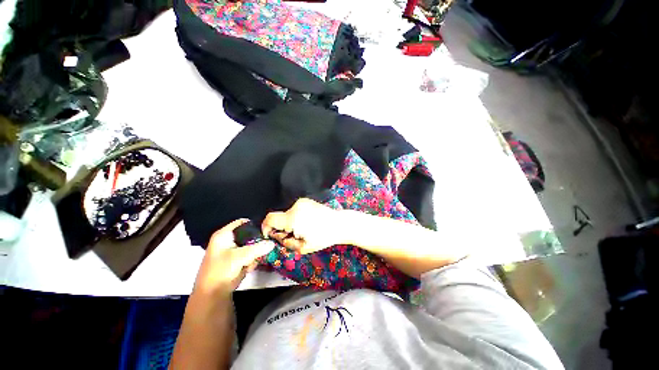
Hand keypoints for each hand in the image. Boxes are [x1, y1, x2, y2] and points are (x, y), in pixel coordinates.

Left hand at [194, 219, 275, 296]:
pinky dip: (251, 261)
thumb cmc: (220, 271)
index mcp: (224, 235)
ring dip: (254, 253)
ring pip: (250, 246)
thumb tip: (273, 243)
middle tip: (265, 246)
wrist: (211, 296)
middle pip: (248, 235)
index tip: (267, 229)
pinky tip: (249, 268)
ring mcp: (232, 251)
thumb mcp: (239, 257)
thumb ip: (257, 248)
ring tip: (252, 262)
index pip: (242, 223)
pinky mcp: (235, 261)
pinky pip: (249, 256)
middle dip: (257, 242)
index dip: (254, 224)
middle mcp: (228, 241)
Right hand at [262, 198, 342, 253]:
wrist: (339, 223)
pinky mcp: (306, 201)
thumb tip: (276, 237)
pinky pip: (295, 210)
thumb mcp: (303, 247)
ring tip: (303, 229)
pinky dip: (296, 217)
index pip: (270, 219)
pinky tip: (307, 222)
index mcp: (293, 218)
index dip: (266, 227)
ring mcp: (302, 202)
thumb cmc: (323, 237)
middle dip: (281, 228)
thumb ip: (286, 243)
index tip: (270, 235)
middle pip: (279, 217)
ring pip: (287, 214)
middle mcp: (296, 207)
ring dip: (289, 222)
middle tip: (293, 236)